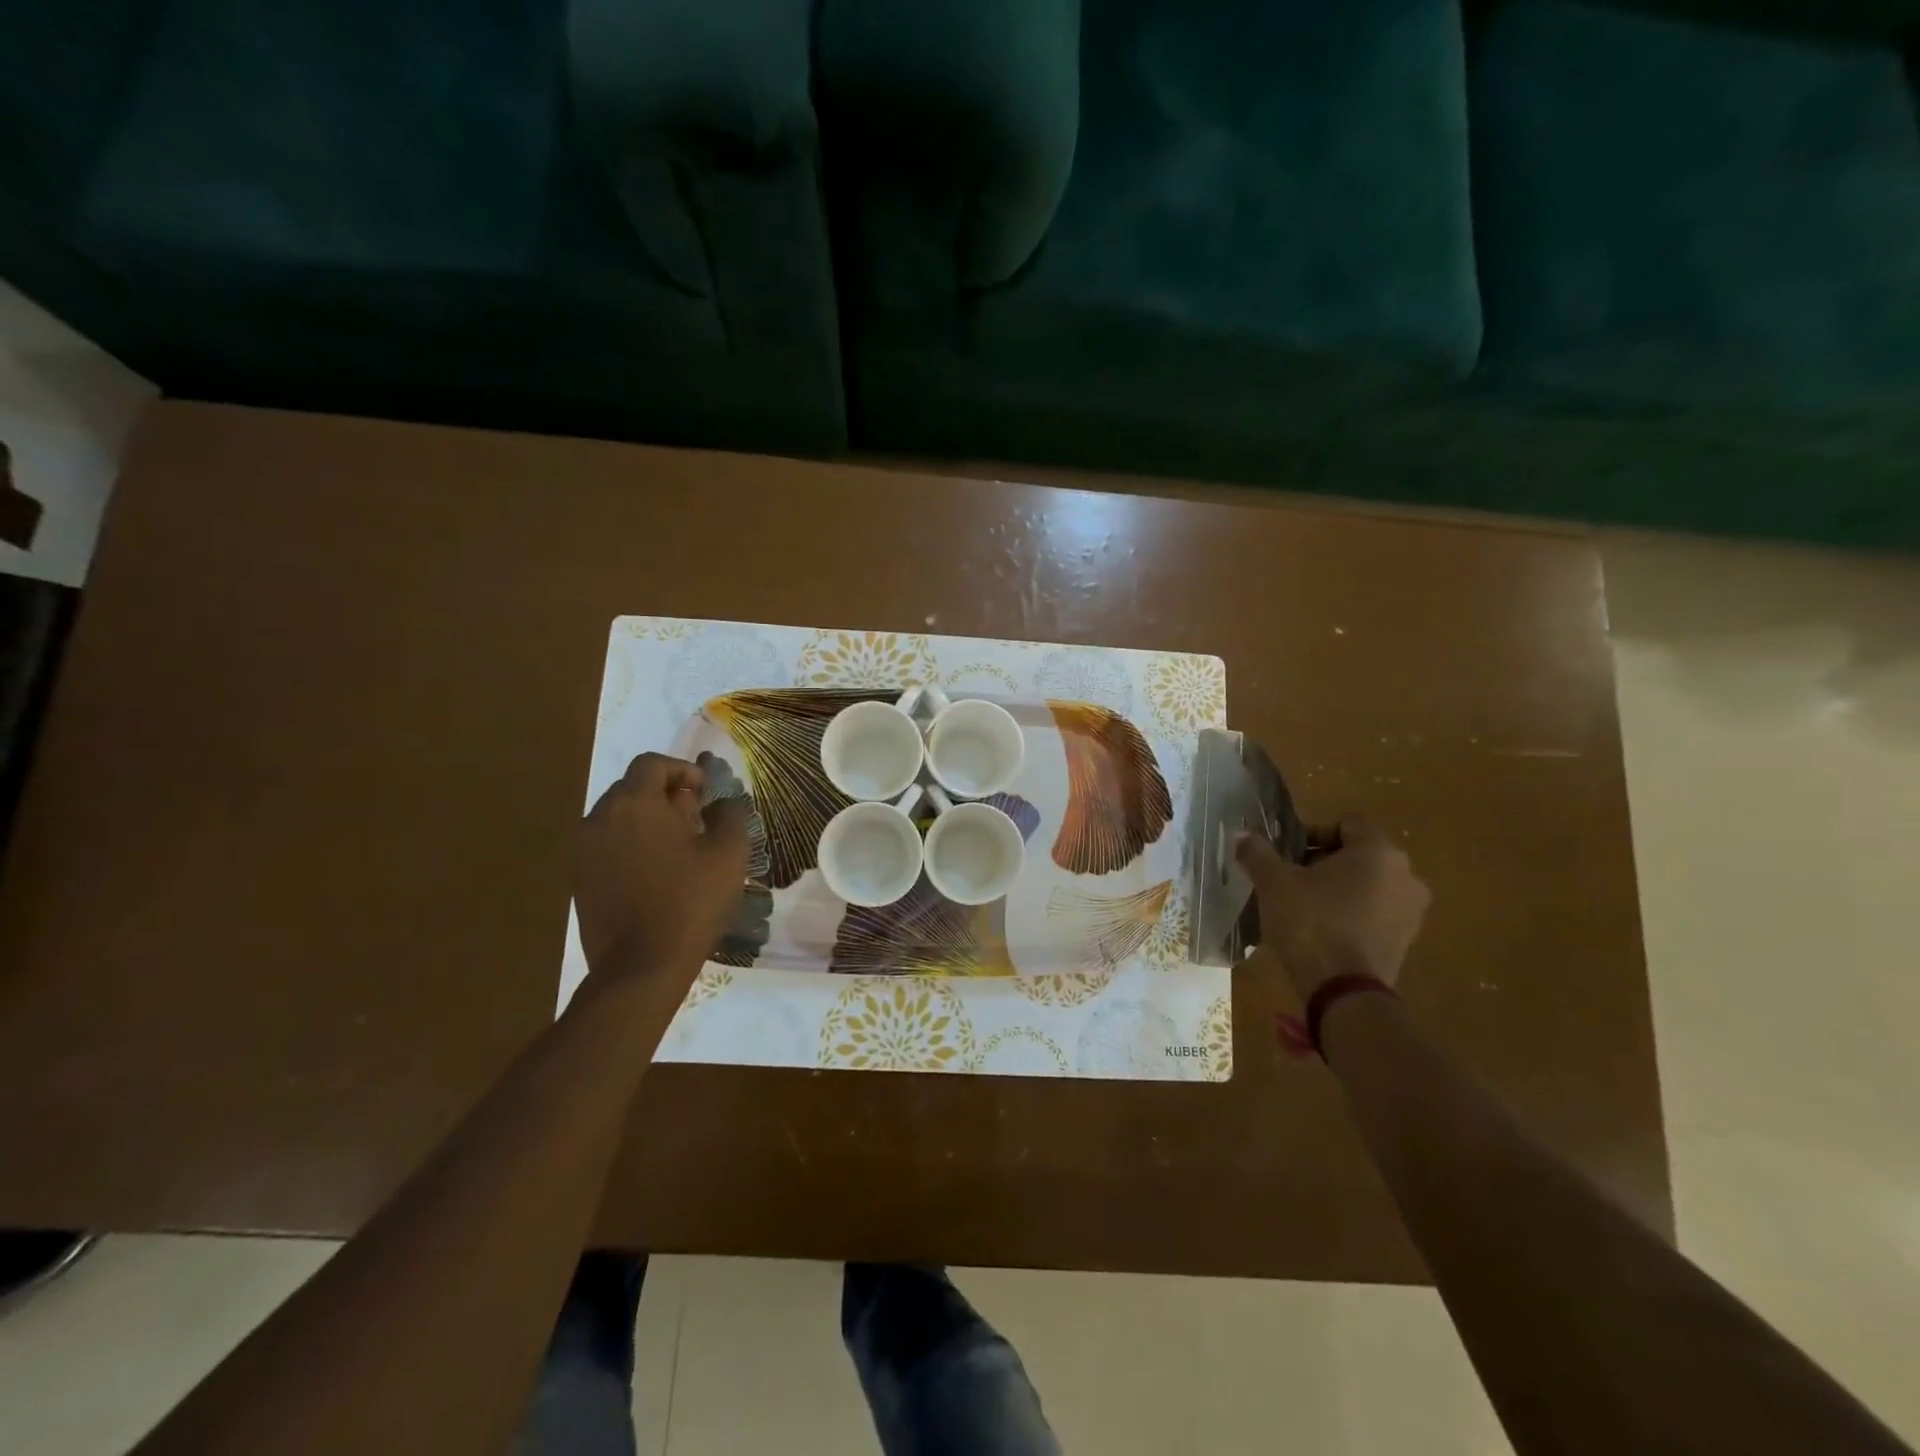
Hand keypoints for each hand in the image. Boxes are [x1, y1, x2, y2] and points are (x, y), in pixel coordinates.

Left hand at [576, 753, 749, 992]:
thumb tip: (721, 802)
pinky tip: (656, 874)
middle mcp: (599, 818)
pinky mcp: (578, 879)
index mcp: (634, 804)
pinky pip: (607, 846)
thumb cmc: (690, 901)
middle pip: (633, 788)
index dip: (682, 771)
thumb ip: (729, 814)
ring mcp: (583, 851)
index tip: (704, 794)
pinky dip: (631, 847)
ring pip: (619, 818)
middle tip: (695, 821)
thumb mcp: (728, 853)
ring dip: (648, 822)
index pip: (652, 764)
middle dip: (665, 796)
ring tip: (678, 850)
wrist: (640, 967)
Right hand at [1236, 817, 1429, 998]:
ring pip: (1368, 884)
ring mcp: (1412, 910)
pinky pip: (1375, 912)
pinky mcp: (1406, 940)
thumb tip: (1242, 835)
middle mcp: (1406, 875)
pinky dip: (1351, 913)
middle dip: (1322, 862)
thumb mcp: (1273, 883)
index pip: (1345, 823)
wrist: (1344, 993)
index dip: (1311, 833)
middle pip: (1358, 854)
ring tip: (1303, 907)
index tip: (1286, 855)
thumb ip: (1257, 852)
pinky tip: (1322, 931)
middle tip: (1290, 880)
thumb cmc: (1311, 923)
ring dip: (1337, 888)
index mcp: (1379, 851)